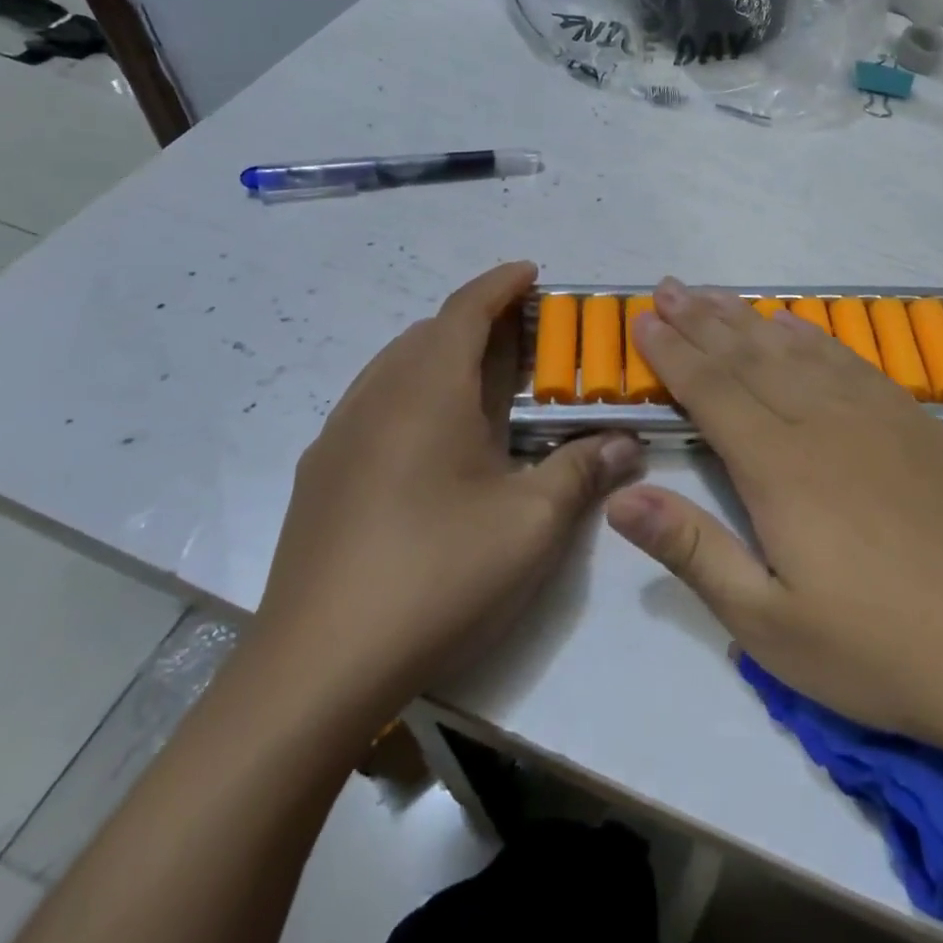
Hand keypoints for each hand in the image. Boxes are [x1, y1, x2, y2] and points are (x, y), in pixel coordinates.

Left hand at [254, 262, 641, 724]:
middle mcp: (376, 397)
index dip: (501, 283)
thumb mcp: (531, 522)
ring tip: (484, 382)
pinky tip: (433, 441)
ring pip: (396, 367)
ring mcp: (339, 436)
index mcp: (426, 391)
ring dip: (442, 356)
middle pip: (429, 333)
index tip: (532, 273)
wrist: (315, 669)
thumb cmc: (437, 574)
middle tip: (525, 338)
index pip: (465, 309)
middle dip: (478, 321)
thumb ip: (583, 468)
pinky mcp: (320, 476)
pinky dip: (412, 394)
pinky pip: (373, 405)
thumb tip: (627, 442)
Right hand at [605, 279, 942, 754]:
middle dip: (700, 319)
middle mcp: (820, 422)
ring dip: (747, 318)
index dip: (673, 353)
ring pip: (794, 349)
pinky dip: (812, 336)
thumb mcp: (768, 624)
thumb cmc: (878, 645)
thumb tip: (621, 496)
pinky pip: (848, 359)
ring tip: (712, 293)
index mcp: (778, 467)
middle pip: (747, 356)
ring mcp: (872, 414)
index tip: (643, 321)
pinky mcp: (912, 419)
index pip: (711, 391)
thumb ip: (693, 550)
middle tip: (667, 287)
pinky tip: (795, 325)